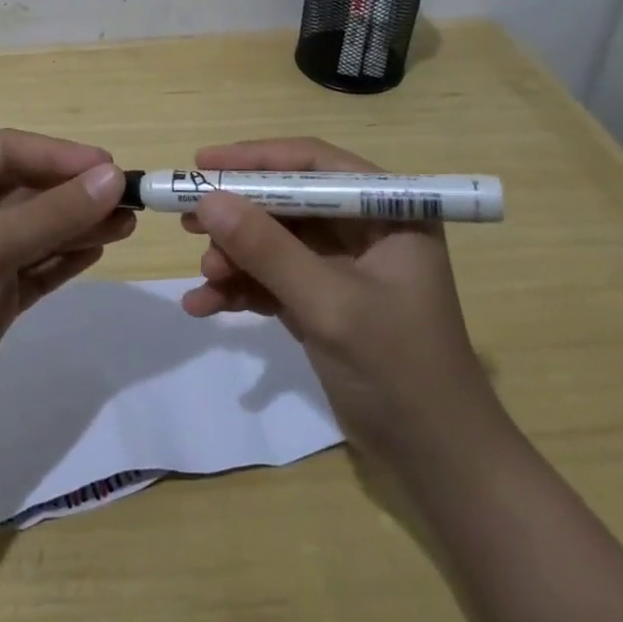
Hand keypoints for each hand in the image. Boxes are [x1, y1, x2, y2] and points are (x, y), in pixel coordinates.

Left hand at [0, 129, 133, 448]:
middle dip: (75, 192)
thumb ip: (50, 214)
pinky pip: (36, 267)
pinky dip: (65, 258)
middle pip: (26, 189)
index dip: (58, 154)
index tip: (108, 166)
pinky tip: (98, 251)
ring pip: (37, 229)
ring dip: (78, 225)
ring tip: (126, 225)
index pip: (7, 150)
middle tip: (128, 199)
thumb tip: (112, 177)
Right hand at [180, 137, 492, 458]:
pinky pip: (274, 278)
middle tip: (187, 219)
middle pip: (287, 201)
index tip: (202, 163)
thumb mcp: (328, 303)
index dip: (256, 159)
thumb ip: (267, 249)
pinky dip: (242, 288)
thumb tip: (207, 198)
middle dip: (238, 214)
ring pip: (275, 240)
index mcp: (387, 210)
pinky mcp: (323, 299)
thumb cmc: (398, 369)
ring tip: (205, 275)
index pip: (314, 163)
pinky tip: (204, 305)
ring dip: (236, 256)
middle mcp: (364, 228)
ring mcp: (342, 265)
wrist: (435, 462)